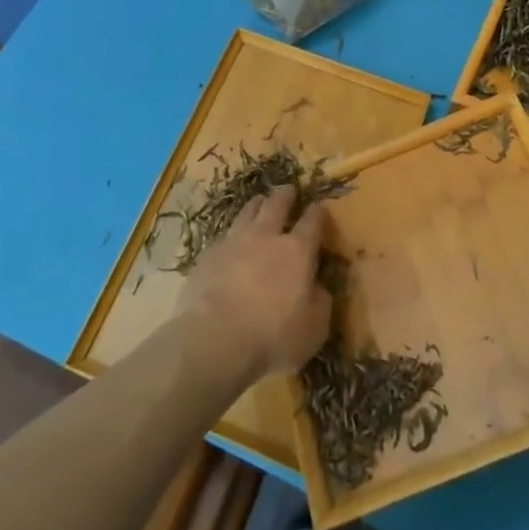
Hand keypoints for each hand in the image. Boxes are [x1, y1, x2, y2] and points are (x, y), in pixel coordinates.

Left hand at [177, 185, 332, 384]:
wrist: (214, 339)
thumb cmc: (273, 337)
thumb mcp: (314, 329)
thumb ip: (320, 303)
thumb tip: (318, 288)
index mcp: (298, 251)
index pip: (313, 222)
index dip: (318, 212)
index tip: (320, 207)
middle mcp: (267, 237)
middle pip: (277, 204)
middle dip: (286, 195)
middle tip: (288, 190)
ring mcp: (234, 242)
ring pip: (248, 211)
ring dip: (257, 204)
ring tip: (259, 202)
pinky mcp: (208, 255)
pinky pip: (224, 235)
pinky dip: (232, 234)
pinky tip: (230, 240)